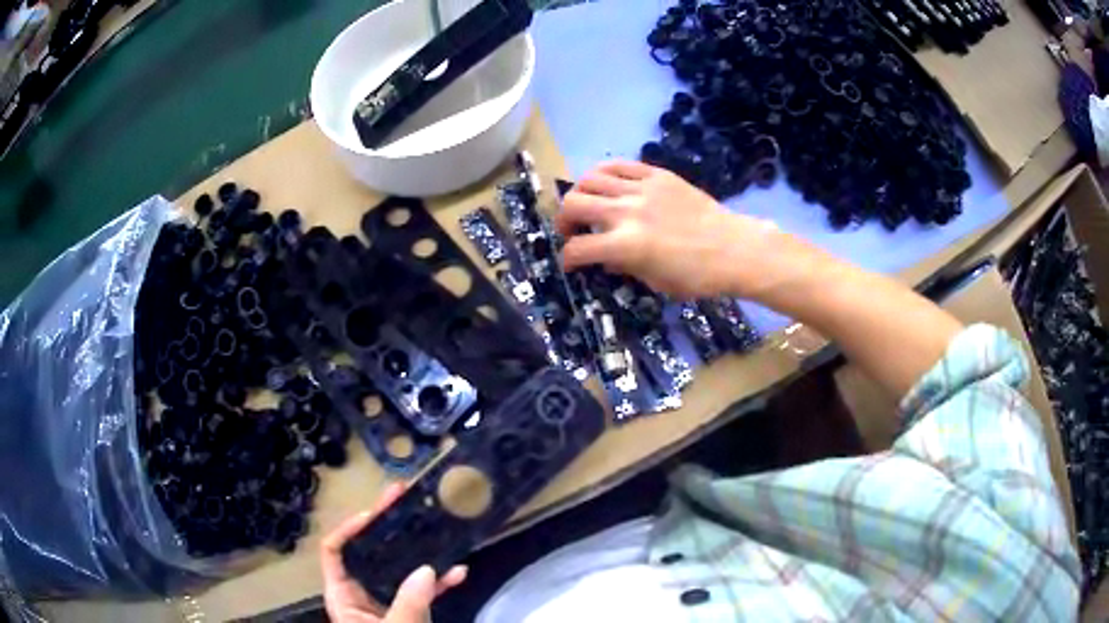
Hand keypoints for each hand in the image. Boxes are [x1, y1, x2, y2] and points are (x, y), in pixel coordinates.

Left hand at [321, 484, 467, 622]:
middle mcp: (361, 592)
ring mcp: (387, 601)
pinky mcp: (408, 611)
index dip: (349, 528)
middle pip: (368, 550)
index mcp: (344, 595)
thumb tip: (428, 569)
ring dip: (418, 549)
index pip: (335, 550)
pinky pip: (422, 590)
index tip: (375, 513)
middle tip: (403, 498)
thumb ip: (409, 603)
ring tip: (434, 524)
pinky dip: (439, 582)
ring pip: (398, 567)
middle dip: (387, 526)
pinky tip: (460, 572)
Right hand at [556, 161, 813, 301]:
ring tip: (586, 203)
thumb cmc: (697, 276)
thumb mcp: (655, 282)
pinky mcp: (657, 175)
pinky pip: (619, 165)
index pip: (579, 248)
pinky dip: (604, 173)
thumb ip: (624, 266)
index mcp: (627, 246)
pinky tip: (605, 183)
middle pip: (574, 205)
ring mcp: (642, 189)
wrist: (734, 249)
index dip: (567, 258)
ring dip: (580, 193)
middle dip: (563, 220)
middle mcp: (627, 212)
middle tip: (571, 230)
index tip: (569, 262)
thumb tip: (605, 258)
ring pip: (590, 178)